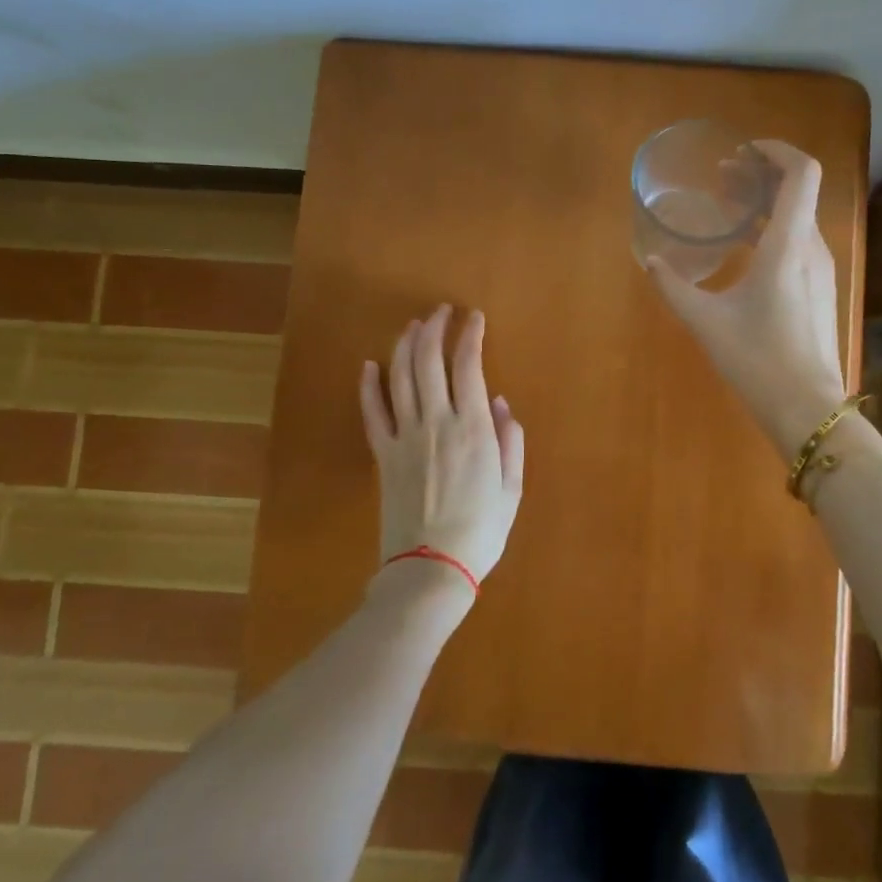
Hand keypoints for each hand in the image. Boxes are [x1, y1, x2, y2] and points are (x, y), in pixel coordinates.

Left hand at [358, 305, 524, 591]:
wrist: (430, 569)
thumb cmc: (481, 531)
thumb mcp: (511, 488)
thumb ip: (511, 441)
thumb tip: (501, 403)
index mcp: (473, 429)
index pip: (468, 366)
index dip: (470, 336)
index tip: (474, 318)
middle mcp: (436, 423)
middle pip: (429, 361)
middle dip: (435, 329)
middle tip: (441, 311)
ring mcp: (405, 437)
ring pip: (400, 378)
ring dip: (405, 346)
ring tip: (413, 326)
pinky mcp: (383, 455)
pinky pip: (373, 413)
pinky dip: (369, 386)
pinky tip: (369, 365)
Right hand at [646, 141, 848, 456]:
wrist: (808, 408)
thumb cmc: (757, 360)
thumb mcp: (706, 321)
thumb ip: (674, 287)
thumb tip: (651, 262)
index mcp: (788, 244)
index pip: (802, 172)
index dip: (776, 151)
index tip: (742, 152)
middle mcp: (812, 248)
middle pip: (799, 190)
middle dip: (761, 175)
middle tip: (722, 178)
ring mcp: (821, 269)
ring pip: (800, 216)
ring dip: (767, 203)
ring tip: (729, 207)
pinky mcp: (820, 289)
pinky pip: (800, 240)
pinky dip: (774, 228)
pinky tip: (745, 247)